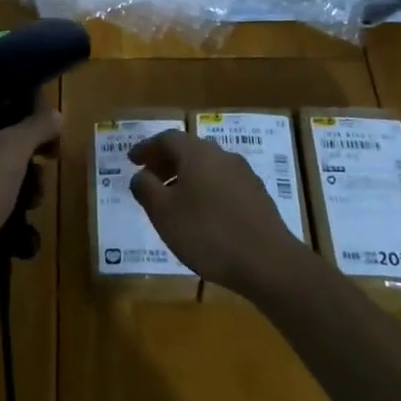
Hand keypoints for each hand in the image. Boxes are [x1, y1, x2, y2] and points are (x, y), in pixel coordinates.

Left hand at [0, 95, 64, 286]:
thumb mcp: (11, 150)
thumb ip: (36, 127)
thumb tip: (56, 113)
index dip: (17, 99)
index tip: (45, 111)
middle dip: (29, 143)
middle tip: (52, 151)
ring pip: (2, 162)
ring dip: (26, 173)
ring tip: (39, 189)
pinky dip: (14, 194)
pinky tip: (28, 208)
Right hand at [128, 130, 305, 296]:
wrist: (268, 263)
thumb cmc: (207, 233)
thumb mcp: (163, 213)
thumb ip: (146, 189)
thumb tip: (140, 175)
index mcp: (197, 154)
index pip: (167, 138)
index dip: (147, 147)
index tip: (132, 160)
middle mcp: (222, 156)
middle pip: (189, 150)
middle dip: (166, 162)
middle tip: (149, 178)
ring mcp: (244, 176)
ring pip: (207, 167)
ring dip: (186, 177)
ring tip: (172, 200)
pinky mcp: (258, 197)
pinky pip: (223, 184)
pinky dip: (205, 190)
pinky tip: (201, 215)